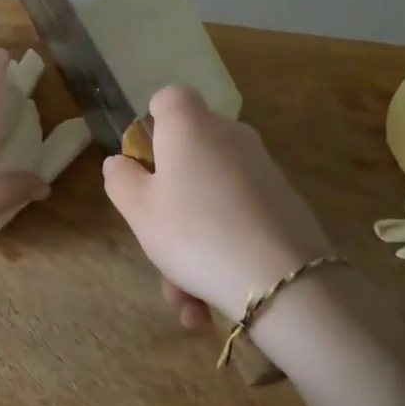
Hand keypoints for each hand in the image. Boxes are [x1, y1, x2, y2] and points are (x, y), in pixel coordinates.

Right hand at [102, 85, 332, 323]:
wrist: (282, 281)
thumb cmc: (193, 232)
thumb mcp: (139, 210)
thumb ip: (121, 180)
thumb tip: (120, 162)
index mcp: (190, 127)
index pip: (169, 98)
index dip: (151, 123)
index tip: (142, 163)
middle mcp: (230, 137)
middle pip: (188, 155)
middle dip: (167, 204)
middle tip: (156, 245)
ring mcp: (261, 171)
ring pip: (210, 201)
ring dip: (190, 249)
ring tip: (185, 302)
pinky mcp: (284, 205)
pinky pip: (236, 222)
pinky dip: (220, 257)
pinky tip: (209, 307)